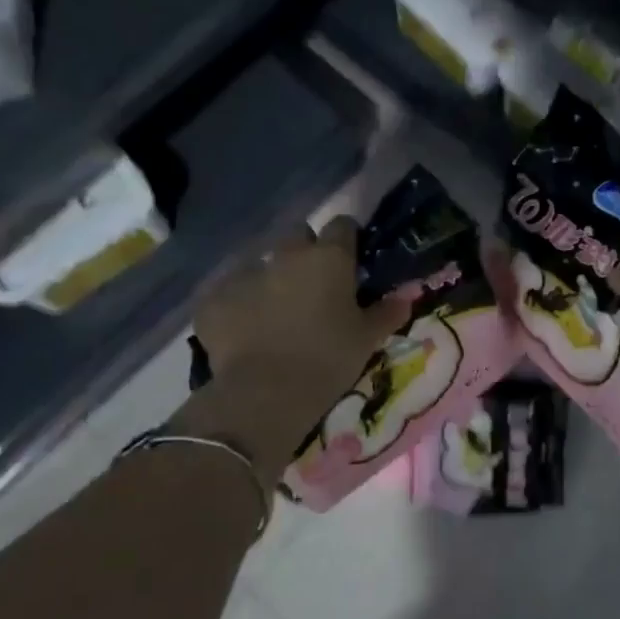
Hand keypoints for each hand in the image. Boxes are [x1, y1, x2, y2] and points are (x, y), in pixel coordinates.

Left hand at [189, 218, 400, 477]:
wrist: (265, 393)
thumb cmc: (328, 359)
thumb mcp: (366, 339)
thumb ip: (386, 313)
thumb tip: (406, 297)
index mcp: (329, 258)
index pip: (342, 226)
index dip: (346, 240)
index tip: (349, 261)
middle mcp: (287, 255)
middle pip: (297, 236)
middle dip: (304, 253)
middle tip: (312, 286)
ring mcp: (245, 273)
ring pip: (261, 264)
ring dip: (270, 279)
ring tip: (275, 314)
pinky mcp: (213, 298)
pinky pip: (228, 293)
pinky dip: (238, 306)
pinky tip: (244, 332)